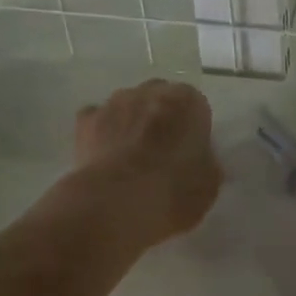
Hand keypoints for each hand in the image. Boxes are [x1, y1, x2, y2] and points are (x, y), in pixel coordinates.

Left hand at [70, 79, 221, 249]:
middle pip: (160, 98)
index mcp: (188, 101)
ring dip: (131, 122)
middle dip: (161, 118)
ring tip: (129, 157)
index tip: (189, 152)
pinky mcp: (86, 119)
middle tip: (161, 152)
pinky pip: (98, 118)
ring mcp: (115, 102)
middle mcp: (151, 91)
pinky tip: (103, 155)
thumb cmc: (173, 192)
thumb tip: (196, 160)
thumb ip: (205, 162)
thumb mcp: (209, 184)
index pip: (195, 106)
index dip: (192, 129)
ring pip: (128, 105)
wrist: (116, 204)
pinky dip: (102, 131)